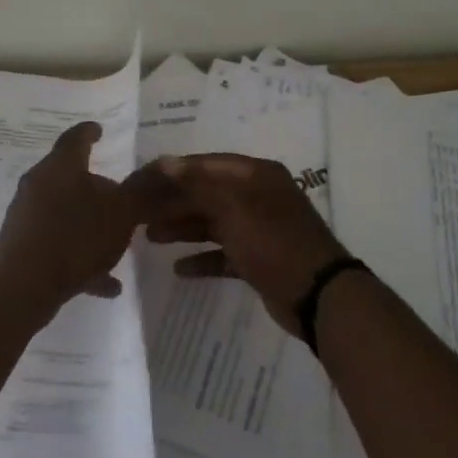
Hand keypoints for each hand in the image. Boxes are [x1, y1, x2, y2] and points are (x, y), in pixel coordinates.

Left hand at [0, 121, 146, 312]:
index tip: (99, 130)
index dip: (90, 132)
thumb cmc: (77, 237)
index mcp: (61, 167)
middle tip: (116, 192)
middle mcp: (38, 184)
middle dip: (93, 184)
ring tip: (115, 243)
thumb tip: (167, 162)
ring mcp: (27, 216)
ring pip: (64, 213)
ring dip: (89, 225)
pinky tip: (106, 283)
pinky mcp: (22, 247)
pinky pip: (58, 246)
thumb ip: (144, 188)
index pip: (76, 138)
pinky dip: (81, 257)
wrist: (24, 286)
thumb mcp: (122, 211)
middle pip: (68, 176)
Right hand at [139, 153, 348, 336]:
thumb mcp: (232, 207)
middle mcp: (257, 196)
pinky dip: (203, 259)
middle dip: (174, 202)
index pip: (206, 164)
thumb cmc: (272, 241)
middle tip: (140, 212)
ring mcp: (259, 229)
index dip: (174, 171)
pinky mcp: (258, 259)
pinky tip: (180, 269)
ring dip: (183, 229)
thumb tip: (166, 162)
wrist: (317, 294)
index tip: (142, 179)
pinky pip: (224, 254)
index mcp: (256, 175)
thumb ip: (197, 184)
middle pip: (207, 194)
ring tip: (150, 238)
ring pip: (213, 223)